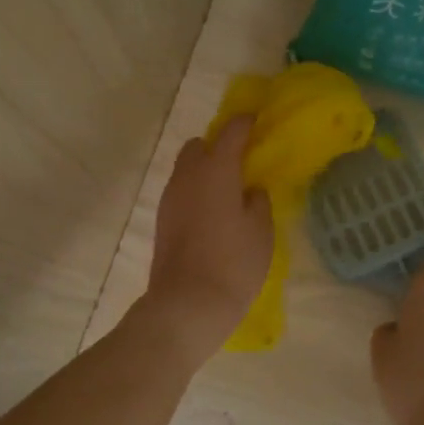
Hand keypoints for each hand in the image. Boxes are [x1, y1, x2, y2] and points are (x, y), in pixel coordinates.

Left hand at [144, 117, 272, 353]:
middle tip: (241, 163)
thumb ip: (258, 200)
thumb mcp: (261, 230)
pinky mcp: (162, 220)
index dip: (245, 123)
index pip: (230, 132)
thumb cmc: (233, 262)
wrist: (187, 303)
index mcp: (215, 169)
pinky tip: (212, 213)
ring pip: (186, 169)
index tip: (257, 121)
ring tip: (228, 191)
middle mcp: (187, 176)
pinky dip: (195, 191)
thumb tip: (249, 189)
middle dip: (217, 146)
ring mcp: (170, 198)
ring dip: (204, 170)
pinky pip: (180, 191)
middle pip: (198, 145)